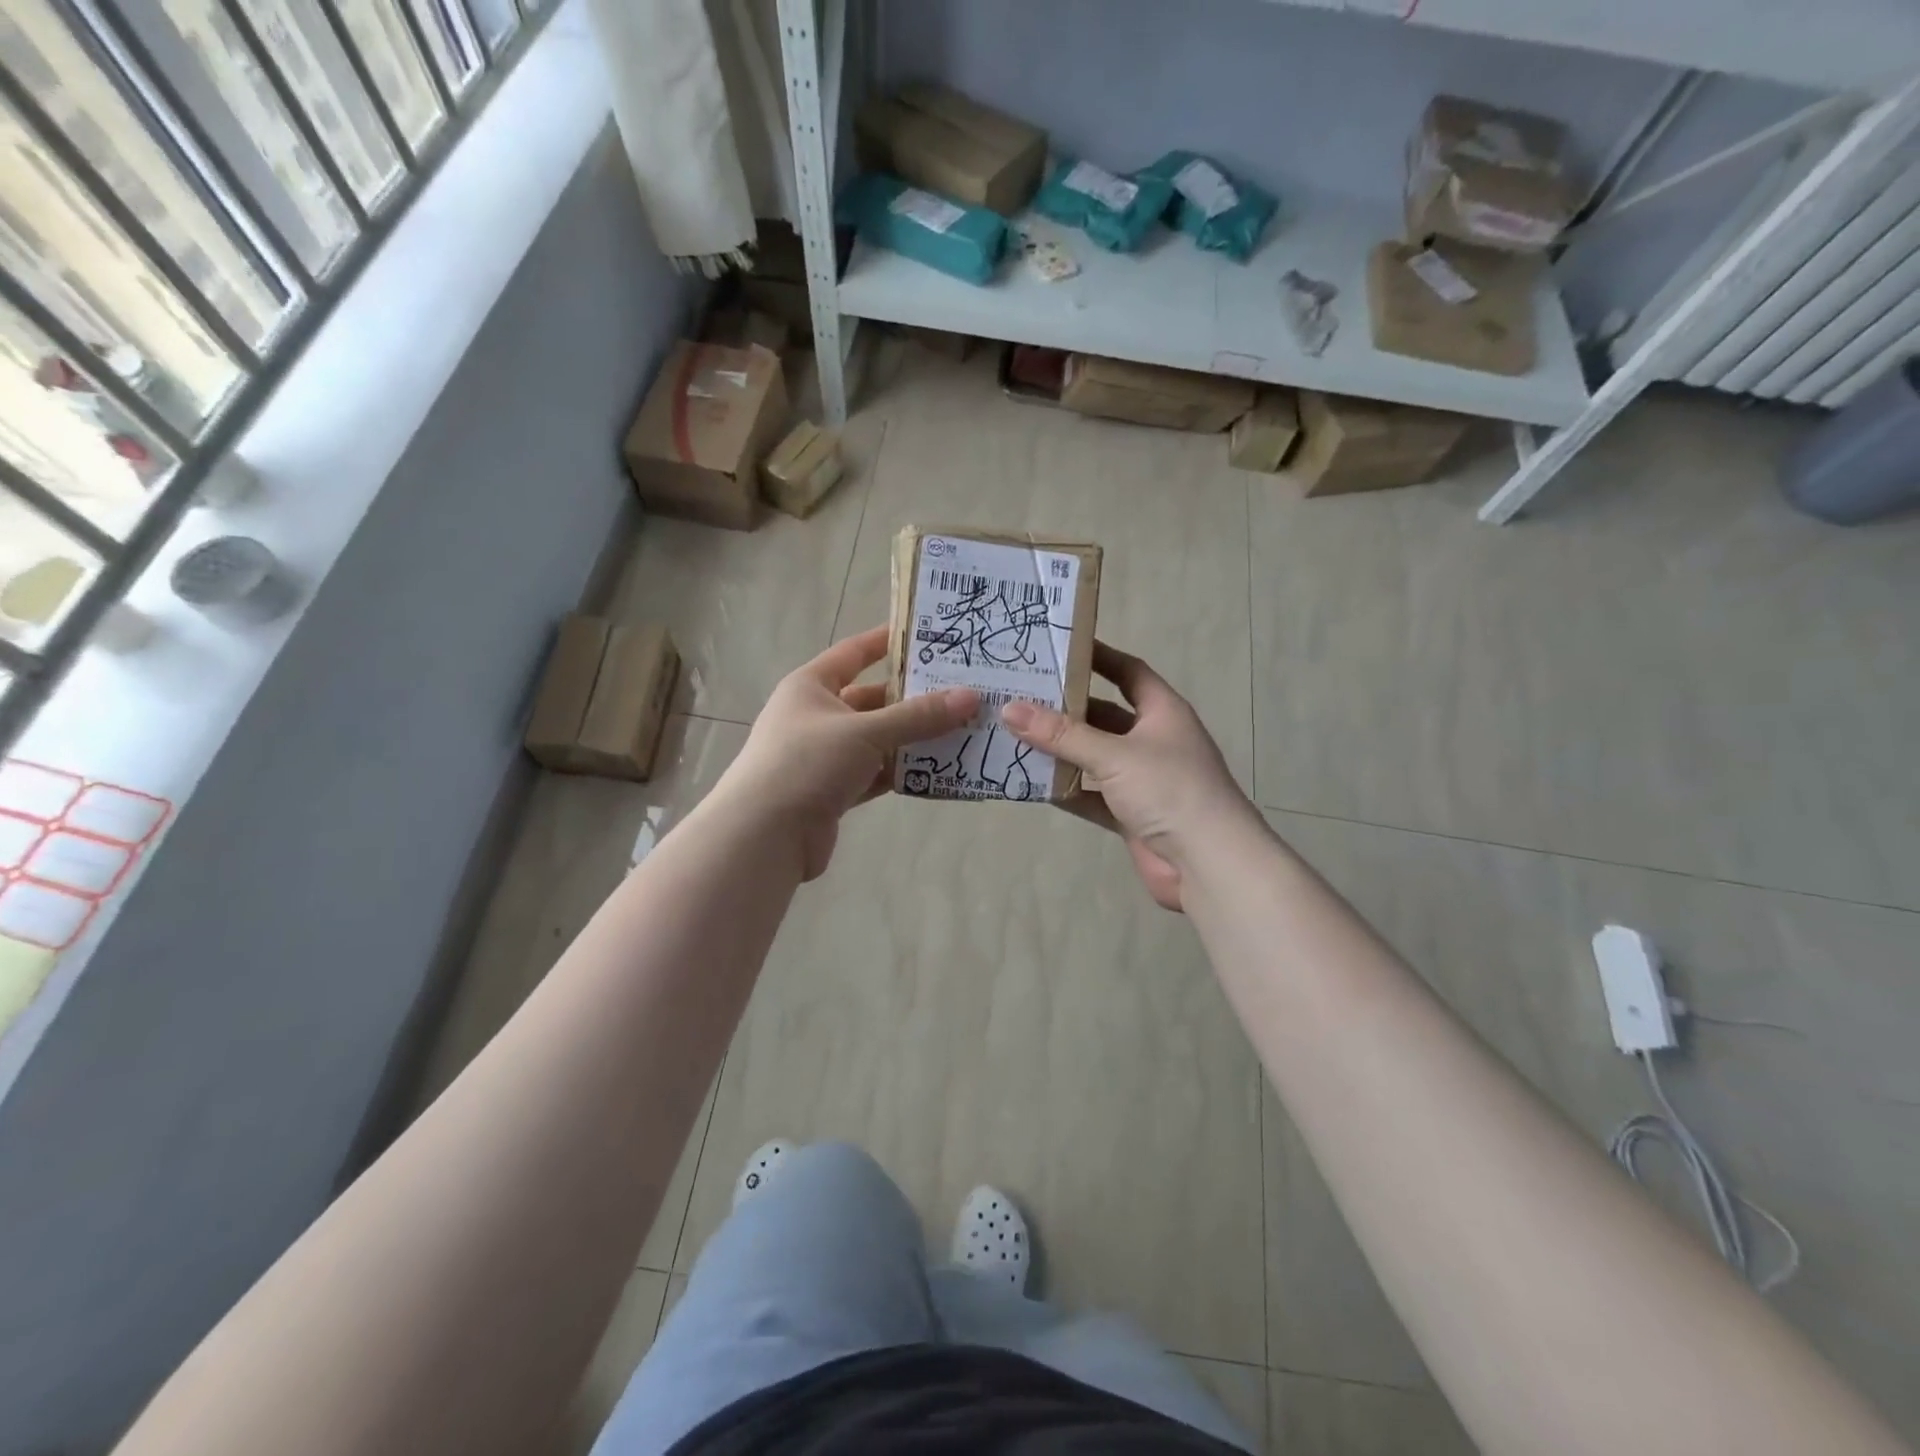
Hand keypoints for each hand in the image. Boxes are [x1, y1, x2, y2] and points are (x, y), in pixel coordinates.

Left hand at [711, 625, 978, 880]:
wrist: (764, 835)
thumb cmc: (808, 763)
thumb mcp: (866, 732)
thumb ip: (918, 716)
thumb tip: (971, 696)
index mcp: (811, 686)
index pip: (854, 653)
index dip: (887, 641)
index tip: (927, 635)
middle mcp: (816, 716)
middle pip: (872, 700)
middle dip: (913, 698)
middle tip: (960, 691)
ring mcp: (823, 755)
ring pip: (876, 740)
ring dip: (912, 738)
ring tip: (960, 729)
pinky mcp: (832, 790)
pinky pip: (874, 773)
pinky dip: (900, 771)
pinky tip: (936, 770)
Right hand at [1000, 642, 1254, 910]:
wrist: (1208, 863)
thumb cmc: (1169, 790)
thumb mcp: (1113, 755)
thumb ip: (1061, 734)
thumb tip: (1010, 708)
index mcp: (1162, 712)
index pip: (1129, 672)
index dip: (1098, 657)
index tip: (1059, 647)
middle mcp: (1153, 741)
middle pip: (1104, 716)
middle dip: (1066, 708)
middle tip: (1021, 695)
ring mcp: (1142, 780)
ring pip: (1094, 758)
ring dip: (1062, 751)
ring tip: (1015, 736)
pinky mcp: (1131, 814)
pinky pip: (1091, 795)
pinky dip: (1066, 789)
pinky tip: (1031, 782)